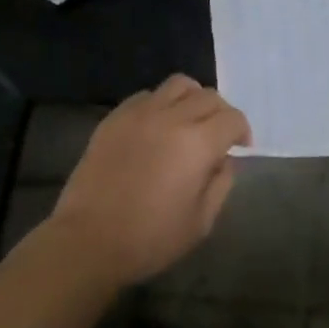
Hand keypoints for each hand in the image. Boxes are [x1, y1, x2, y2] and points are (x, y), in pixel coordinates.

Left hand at [48, 75, 251, 285]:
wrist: (86, 242)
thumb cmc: (148, 239)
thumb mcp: (200, 223)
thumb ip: (221, 185)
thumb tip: (223, 160)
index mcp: (198, 143)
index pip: (232, 118)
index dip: (242, 130)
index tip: (240, 146)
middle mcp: (173, 117)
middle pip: (209, 96)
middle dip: (221, 113)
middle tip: (217, 135)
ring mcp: (141, 113)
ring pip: (179, 85)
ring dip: (192, 98)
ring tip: (188, 120)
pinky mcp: (116, 117)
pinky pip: (147, 95)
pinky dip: (161, 103)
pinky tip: (156, 126)